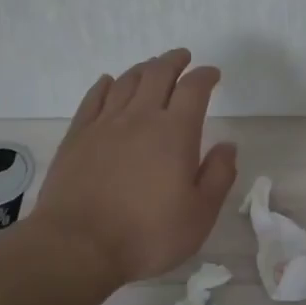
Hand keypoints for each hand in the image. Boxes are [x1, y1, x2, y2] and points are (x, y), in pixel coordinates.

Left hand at [26, 49, 238, 286]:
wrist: (78, 247)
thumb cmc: (147, 234)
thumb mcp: (200, 214)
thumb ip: (218, 175)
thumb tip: (228, 146)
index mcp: (175, 132)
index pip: (194, 89)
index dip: (205, 76)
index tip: (212, 74)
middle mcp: (140, 118)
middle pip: (157, 75)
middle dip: (173, 61)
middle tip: (183, 57)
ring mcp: (104, 125)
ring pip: (126, 82)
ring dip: (143, 69)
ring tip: (152, 67)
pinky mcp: (77, 137)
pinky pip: (93, 99)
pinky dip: (105, 85)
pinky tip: (109, 82)